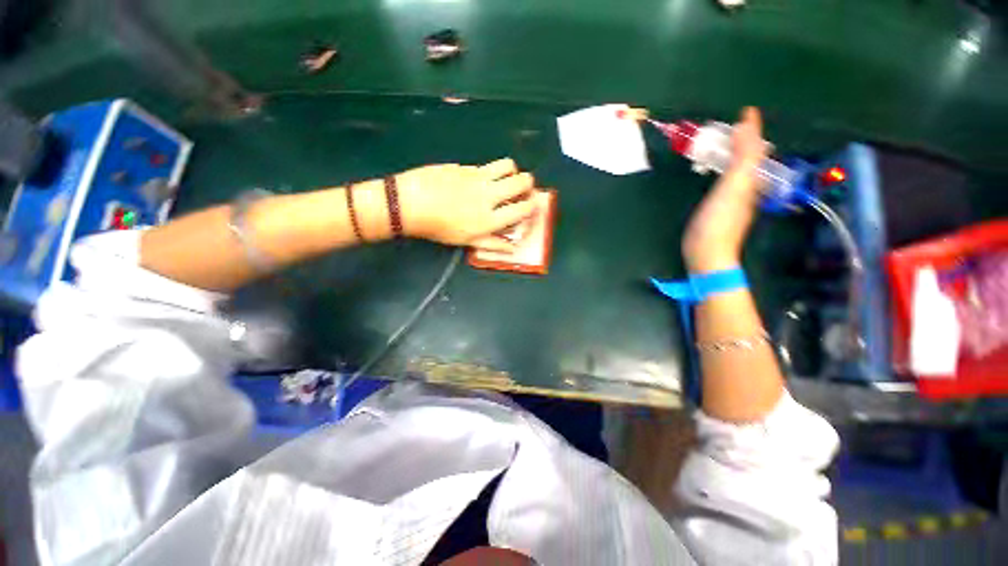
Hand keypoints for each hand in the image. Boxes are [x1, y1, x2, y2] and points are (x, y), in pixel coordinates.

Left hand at [397, 158, 537, 251]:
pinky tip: (478, 182)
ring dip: (513, 172)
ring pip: (508, 165)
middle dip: (528, 185)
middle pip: (522, 181)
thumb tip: (512, 248)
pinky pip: (485, 166)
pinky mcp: (465, 166)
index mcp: (490, 218)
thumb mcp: (467, 241)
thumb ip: (492, 244)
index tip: (530, 207)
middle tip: (523, 191)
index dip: (532, 207)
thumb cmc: (439, 228)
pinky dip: (489, 173)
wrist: (410, 204)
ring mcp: (477, 177)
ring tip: (505, 180)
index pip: (523, 208)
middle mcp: (489, 194)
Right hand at [682, 107, 767, 272]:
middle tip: (733, 126)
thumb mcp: (733, 186)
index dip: (752, 130)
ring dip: (734, 154)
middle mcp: (747, 187)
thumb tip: (746, 124)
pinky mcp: (718, 209)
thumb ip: (742, 157)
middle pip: (750, 158)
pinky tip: (714, 169)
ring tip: (723, 142)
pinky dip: (722, 169)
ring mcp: (732, 199)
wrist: (707, 253)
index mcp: (751, 179)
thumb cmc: (719, 221)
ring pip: (738, 169)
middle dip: (745, 140)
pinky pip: (725, 180)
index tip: (746, 112)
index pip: (755, 148)